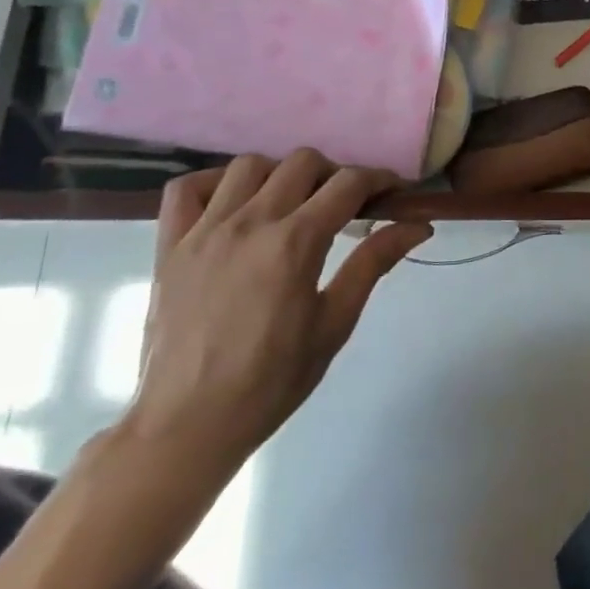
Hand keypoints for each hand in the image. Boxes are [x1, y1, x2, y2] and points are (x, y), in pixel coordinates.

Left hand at [126, 152, 430, 471]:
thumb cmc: (271, 380)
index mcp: (296, 242)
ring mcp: (205, 230)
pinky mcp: (170, 245)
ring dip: (279, 174)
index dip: (378, 179)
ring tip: (289, 204)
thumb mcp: (334, 323)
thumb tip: (419, 226)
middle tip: (343, 206)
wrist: (187, 426)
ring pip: (249, 165)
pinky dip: (213, 183)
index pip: (348, 183)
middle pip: (302, 162)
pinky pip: (186, 188)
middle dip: (333, 174)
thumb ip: (373, 263)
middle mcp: (250, 222)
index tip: (392, 192)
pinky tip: (232, 205)